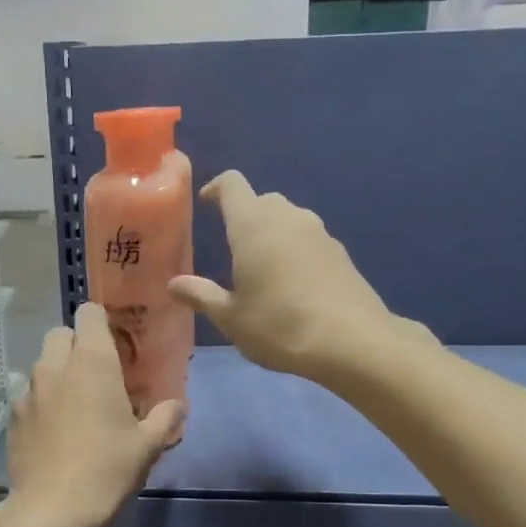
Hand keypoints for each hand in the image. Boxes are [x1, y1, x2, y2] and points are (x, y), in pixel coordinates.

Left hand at [5, 303, 183, 526]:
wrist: (52, 511)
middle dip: (76, 344)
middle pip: (60, 333)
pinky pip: (29, 395)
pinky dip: (42, 402)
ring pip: (42, 364)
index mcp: (92, 362)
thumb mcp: (147, 445)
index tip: (115, 342)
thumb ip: (166, 417)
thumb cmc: (107, 469)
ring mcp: (28, 390)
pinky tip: (55, 432)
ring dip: (58, 374)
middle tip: (97, 374)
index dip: (101, 321)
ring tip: (76, 406)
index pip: (89, 313)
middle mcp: (54, 366)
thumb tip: (177, 405)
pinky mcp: (12, 416)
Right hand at [168, 171, 401, 379]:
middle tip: (232, 246)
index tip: (206, 204)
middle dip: (244, 215)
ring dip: (272, 233)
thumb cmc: (279, 326)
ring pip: (288, 218)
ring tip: (262, 267)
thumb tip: (174, 284)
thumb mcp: (231, 318)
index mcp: (253, 225)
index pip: (232, 185)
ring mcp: (319, 232)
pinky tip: (293, 283)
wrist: (351, 342)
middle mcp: (288, 217)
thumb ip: (201, 295)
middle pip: (262, 200)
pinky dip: (295, 250)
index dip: (216, 189)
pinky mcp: (340, 252)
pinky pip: (309, 239)